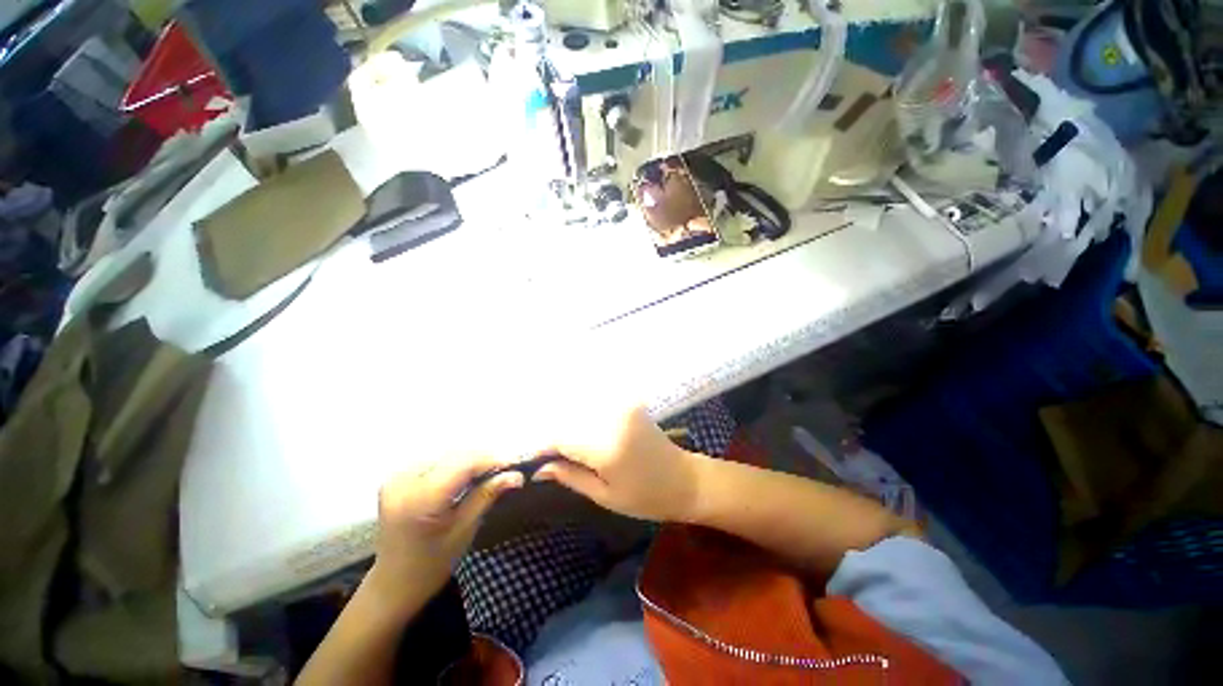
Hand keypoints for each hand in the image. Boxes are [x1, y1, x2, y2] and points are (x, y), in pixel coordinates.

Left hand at [371, 454, 522, 602]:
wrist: (392, 583)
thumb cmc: (430, 565)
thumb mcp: (464, 531)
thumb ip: (487, 495)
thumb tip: (516, 474)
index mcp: (420, 499)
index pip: (464, 463)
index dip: (492, 459)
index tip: (516, 463)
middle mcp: (404, 480)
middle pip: (455, 455)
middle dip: (484, 458)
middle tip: (507, 468)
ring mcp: (397, 476)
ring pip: (447, 454)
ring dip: (471, 459)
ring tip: (491, 470)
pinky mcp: (397, 476)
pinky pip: (435, 460)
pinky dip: (455, 463)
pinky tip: (467, 474)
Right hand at [534, 405, 704, 521]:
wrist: (686, 479)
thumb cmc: (646, 497)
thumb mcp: (605, 495)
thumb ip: (570, 476)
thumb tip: (539, 469)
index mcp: (604, 445)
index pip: (560, 437)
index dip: (541, 447)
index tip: (530, 460)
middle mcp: (610, 418)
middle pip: (567, 420)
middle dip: (551, 437)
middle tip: (542, 456)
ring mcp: (620, 408)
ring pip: (579, 411)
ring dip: (566, 426)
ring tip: (559, 447)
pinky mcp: (627, 405)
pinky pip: (596, 408)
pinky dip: (582, 419)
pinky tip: (579, 432)